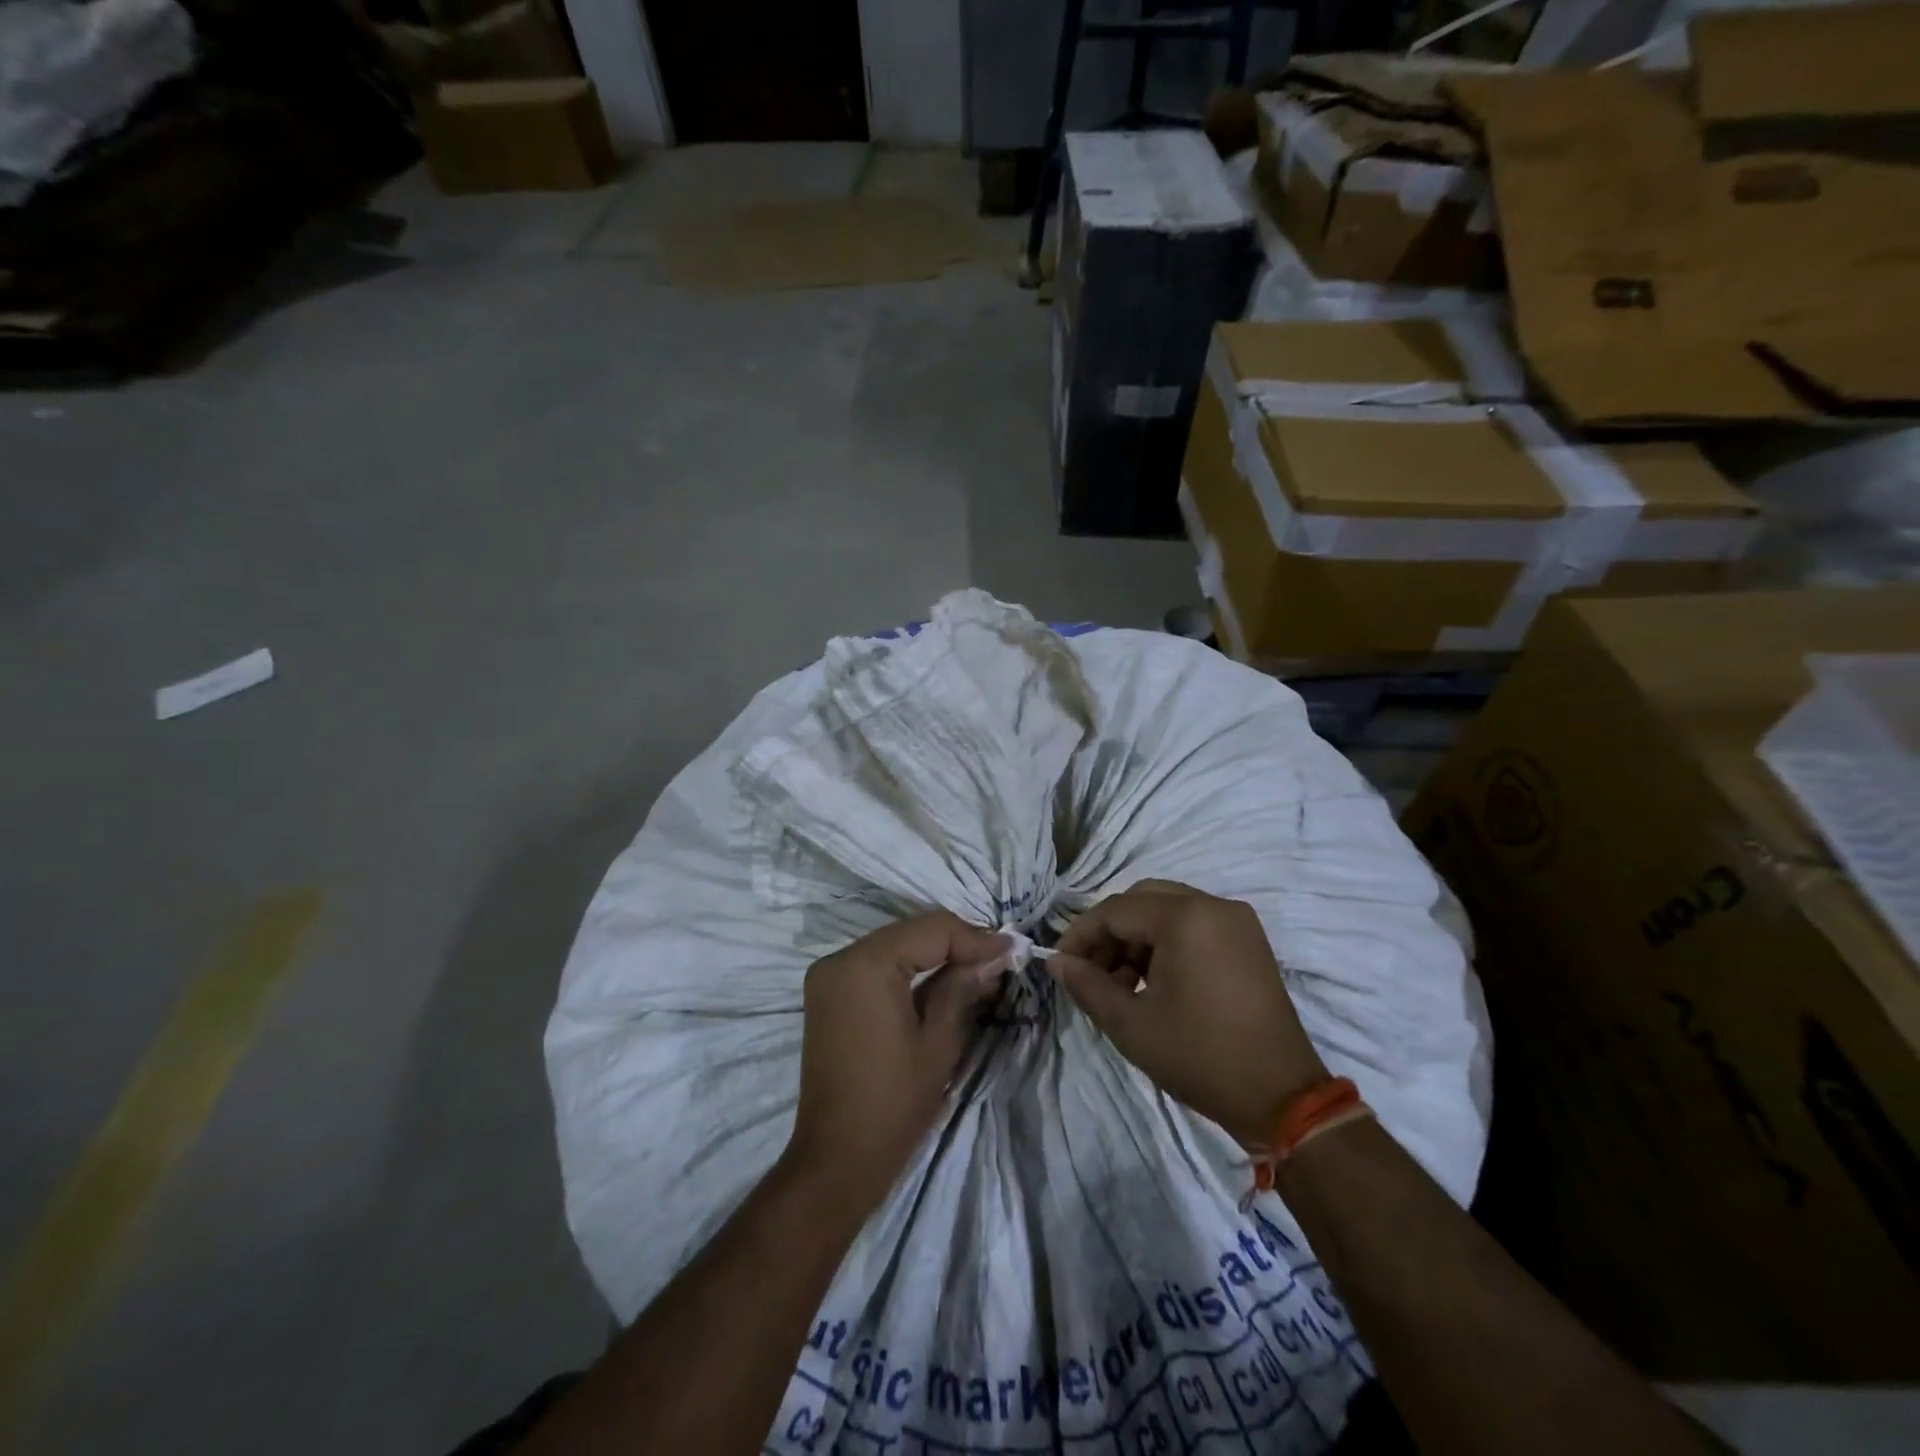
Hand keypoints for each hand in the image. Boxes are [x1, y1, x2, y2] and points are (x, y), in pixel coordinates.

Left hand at [784, 911, 1011, 1211]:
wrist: (837, 1161)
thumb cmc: (894, 1103)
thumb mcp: (939, 1041)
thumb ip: (963, 987)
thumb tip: (994, 955)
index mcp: (865, 965)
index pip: (931, 930)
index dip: (975, 937)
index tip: (1014, 948)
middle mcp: (841, 958)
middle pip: (911, 933)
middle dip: (957, 943)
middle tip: (1001, 957)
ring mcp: (829, 975)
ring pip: (895, 946)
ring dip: (936, 954)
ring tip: (981, 967)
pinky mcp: (829, 994)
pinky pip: (877, 965)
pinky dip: (911, 969)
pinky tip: (944, 979)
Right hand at [1048, 880, 1326, 1146]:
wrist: (1282, 1098)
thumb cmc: (1200, 1057)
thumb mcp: (1131, 1025)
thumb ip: (1087, 985)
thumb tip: (1056, 962)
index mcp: (1185, 918)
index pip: (1115, 910)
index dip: (1081, 934)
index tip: (1060, 964)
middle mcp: (1213, 906)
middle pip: (1141, 901)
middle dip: (1109, 933)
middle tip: (1090, 972)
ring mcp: (1236, 921)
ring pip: (1167, 910)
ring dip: (1136, 938)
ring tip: (1121, 985)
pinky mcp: (1248, 940)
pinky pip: (1194, 924)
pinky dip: (1166, 943)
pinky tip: (1153, 982)